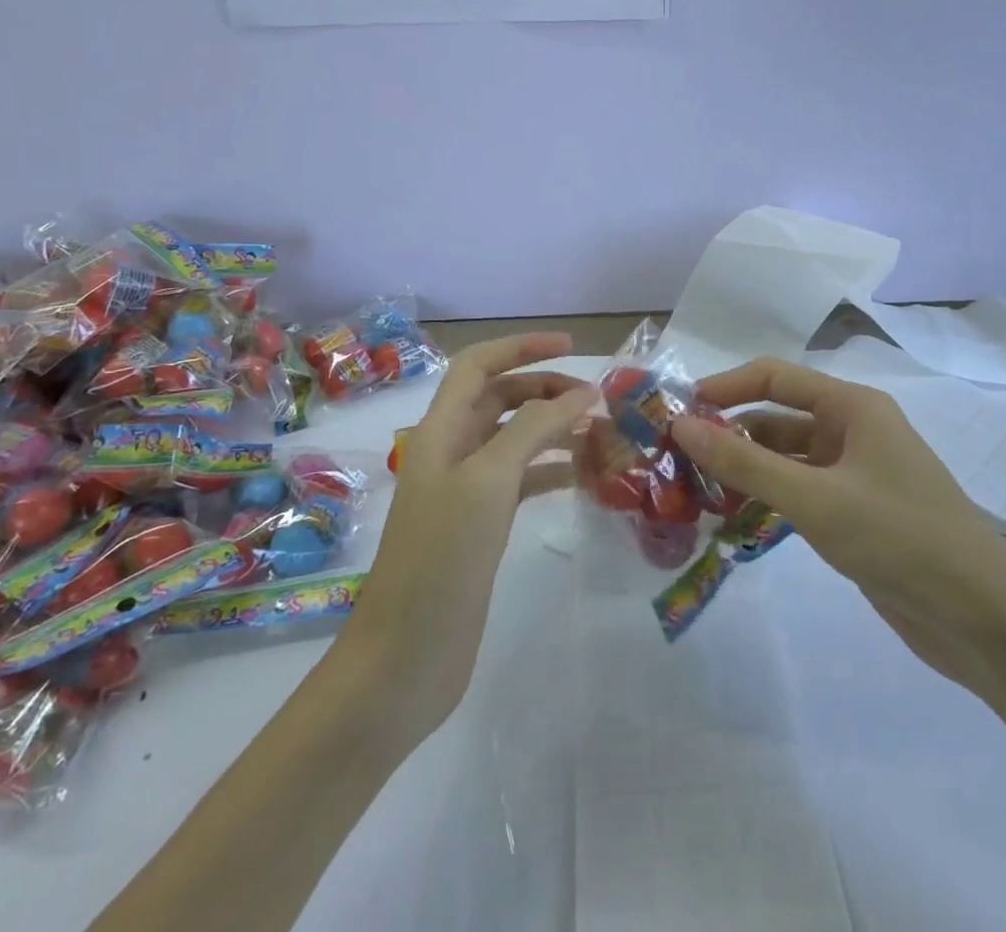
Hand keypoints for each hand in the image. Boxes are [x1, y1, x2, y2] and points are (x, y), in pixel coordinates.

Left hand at [336, 333, 593, 738]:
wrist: (405, 658)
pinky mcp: (480, 526)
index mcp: (442, 430)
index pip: (478, 365)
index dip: (520, 348)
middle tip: (596, 400)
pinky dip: (550, 470)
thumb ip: (534, 430)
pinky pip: (520, 481)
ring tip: (600, 434)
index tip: (570, 346)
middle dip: (545, 390)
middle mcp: (452, 451)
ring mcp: (466, 490)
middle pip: (500, 399)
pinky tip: (583, 476)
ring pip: (514, 440)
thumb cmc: (442, 558)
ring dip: (553, 429)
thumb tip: (581, 394)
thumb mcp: (489, 481)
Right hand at [670, 358, 1005, 691]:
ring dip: (745, 469)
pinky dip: (767, 498)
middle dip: (729, 433)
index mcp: (852, 407)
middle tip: (677, 458)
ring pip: (785, 458)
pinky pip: (799, 492)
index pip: (774, 377)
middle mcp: (853, 430)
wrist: (985, 622)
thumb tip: (682, 425)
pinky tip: (734, 518)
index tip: (678, 410)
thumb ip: (745, 463)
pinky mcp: (856, 513)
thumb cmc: (901, 539)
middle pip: (777, 418)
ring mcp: (856, 474)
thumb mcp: (815, 499)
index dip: (724, 387)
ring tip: (695, 490)